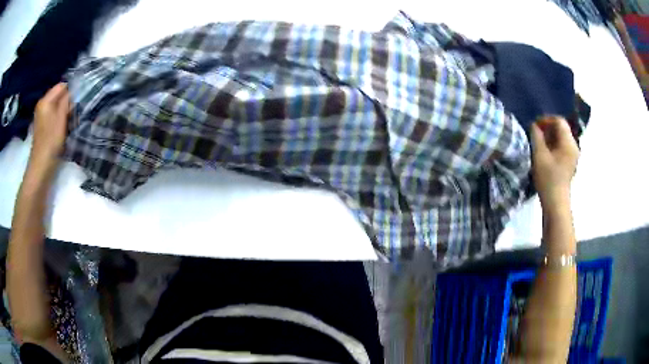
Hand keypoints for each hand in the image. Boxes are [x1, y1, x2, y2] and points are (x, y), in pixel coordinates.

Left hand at [29, 83, 69, 172]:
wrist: (41, 167)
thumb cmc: (51, 142)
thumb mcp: (61, 118)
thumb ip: (67, 101)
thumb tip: (72, 91)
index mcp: (45, 100)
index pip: (61, 86)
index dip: (71, 91)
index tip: (77, 101)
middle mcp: (42, 105)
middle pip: (58, 96)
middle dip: (67, 102)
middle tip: (74, 112)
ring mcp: (41, 117)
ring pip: (56, 107)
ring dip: (64, 112)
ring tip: (69, 121)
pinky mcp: (42, 127)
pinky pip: (53, 116)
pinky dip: (59, 119)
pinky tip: (63, 128)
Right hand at [531, 116, 578, 208]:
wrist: (556, 203)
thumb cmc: (548, 178)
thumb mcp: (539, 155)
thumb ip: (536, 136)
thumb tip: (534, 125)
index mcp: (569, 142)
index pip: (559, 121)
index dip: (546, 119)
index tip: (535, 125)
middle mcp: (574, 146)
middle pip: (561, 128)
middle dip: (548, 127)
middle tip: (535, 133)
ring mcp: (573, 155)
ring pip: (562, 137)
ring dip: (550, 136)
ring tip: (539, 142)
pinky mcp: (570, 163)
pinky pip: (562, 146)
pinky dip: (553, 145)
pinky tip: (545, 152)